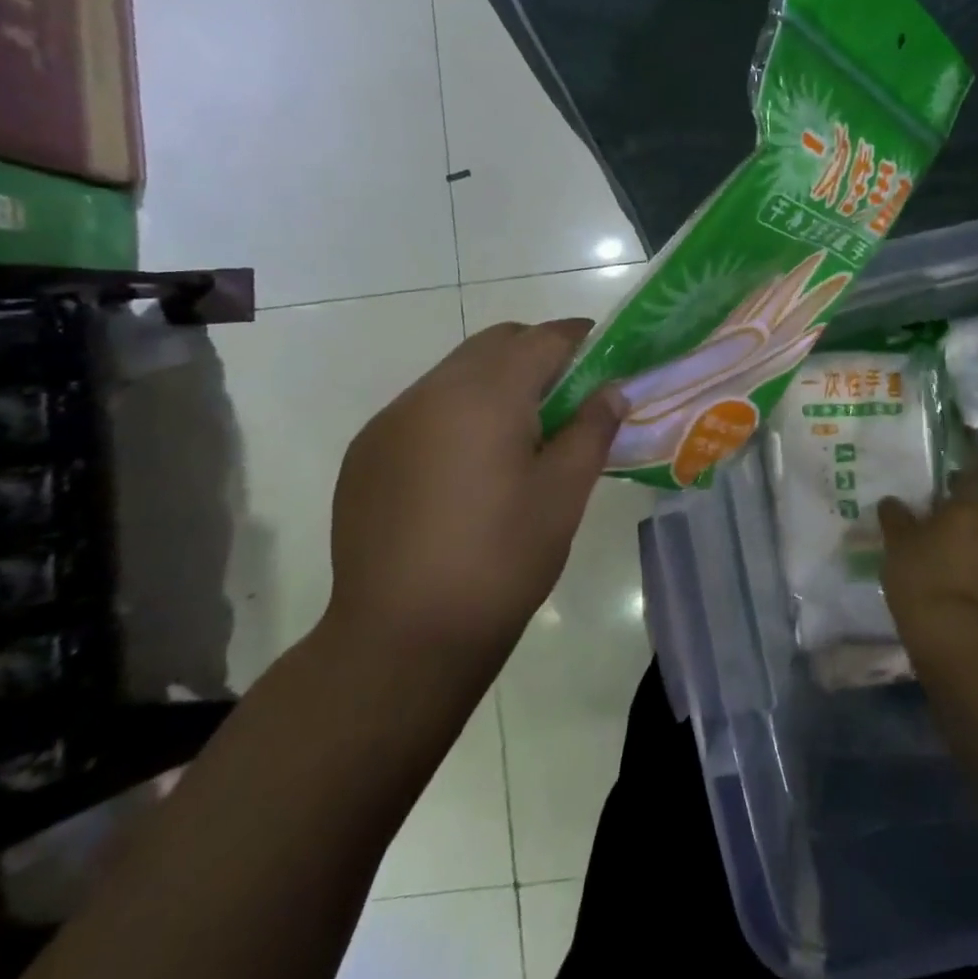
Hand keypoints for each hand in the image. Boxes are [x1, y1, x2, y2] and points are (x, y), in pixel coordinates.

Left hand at [325, 320, 626, 677]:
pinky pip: (423, 408)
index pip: (542, 339)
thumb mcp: (564, 494)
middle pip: (495, 344)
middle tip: (569, 397)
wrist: (400, 639)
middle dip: (537, 354)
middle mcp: (430, 393)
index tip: (606, 356)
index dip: (580, 339)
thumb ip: (592, 429)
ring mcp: (390, 422)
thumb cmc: (500, 560)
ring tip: (521, 436)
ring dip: (495, 383)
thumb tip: (612, 390)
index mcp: (485, 396)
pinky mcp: (365, 454)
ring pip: (455, 373)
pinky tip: (469, 466)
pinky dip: (458, 413)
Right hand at [878, 483, 977, 655]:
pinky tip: (962, 592)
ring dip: (976, 552)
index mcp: (969, 510)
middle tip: (939, 532)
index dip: (963, 475)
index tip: (951, 478)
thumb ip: (895, 518)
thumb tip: (892, 501)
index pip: (973, 479)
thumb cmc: (923, 576)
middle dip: (964, 522)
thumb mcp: (897, 544)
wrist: (956, 638)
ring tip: (951, 565)